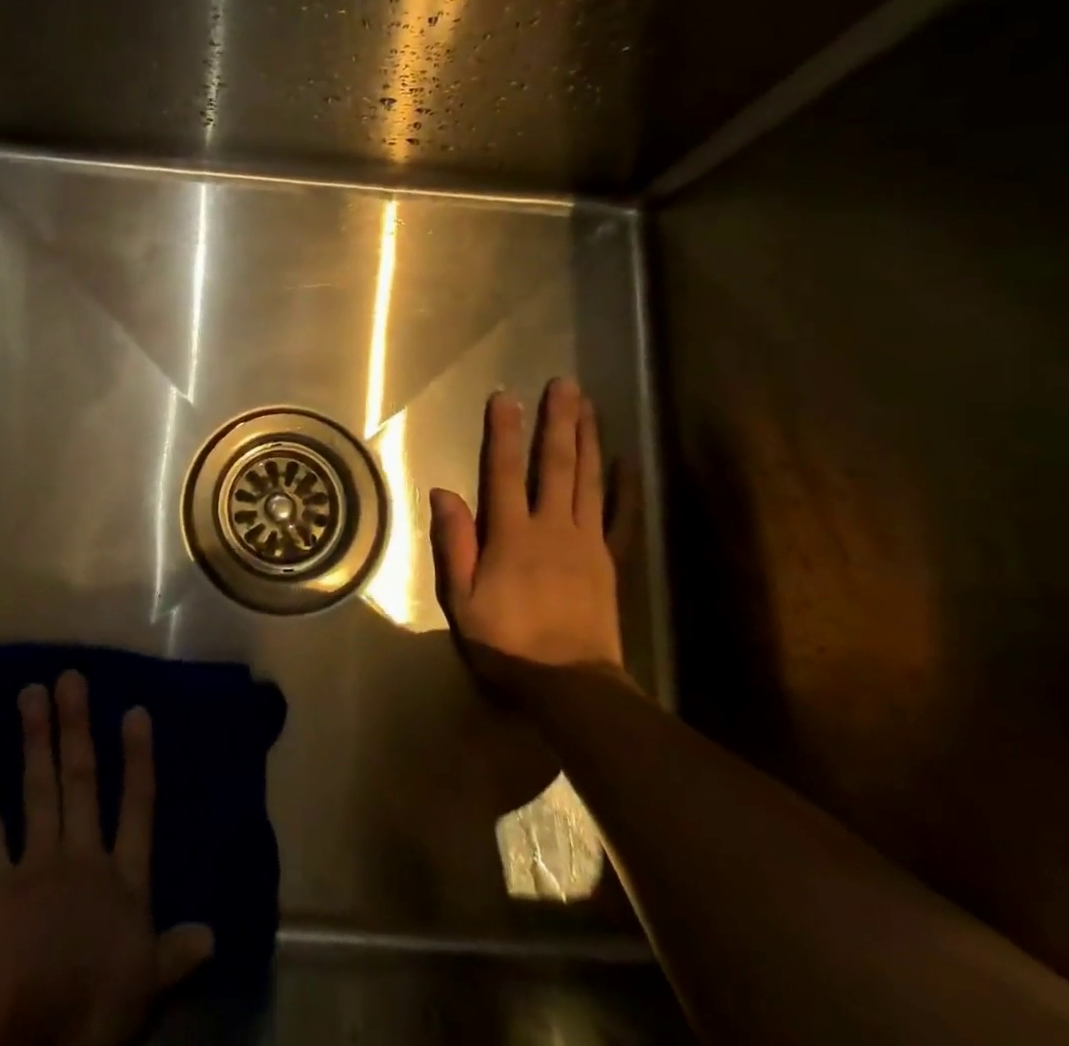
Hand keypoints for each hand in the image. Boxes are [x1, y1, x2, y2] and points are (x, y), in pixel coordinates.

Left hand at [0, 672, 212, 1045]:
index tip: (134, 711)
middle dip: (76, 730)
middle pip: (79, 784)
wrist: (19, 1009)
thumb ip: (174, 957)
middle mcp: (79, 860)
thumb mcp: (144, 987)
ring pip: (37, 793)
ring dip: (34, 742)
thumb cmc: (89, 997)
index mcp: (120, 882)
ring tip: (29, 692)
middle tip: (69, 677)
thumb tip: (212, 936)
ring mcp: (33, 866)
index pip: (137, 810)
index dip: (138, 762)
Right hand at [429, 379, 625, 693]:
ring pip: (588, 479)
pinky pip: (620, 517)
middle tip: (564, 384)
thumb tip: (443, 492)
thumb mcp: (462, 599)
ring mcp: (587, 542)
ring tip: (589, 405)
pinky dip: (624, 487)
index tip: (505, 397)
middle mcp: (552, 527)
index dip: (504, 433)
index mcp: (512, 535)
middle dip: (558, 421)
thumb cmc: (506, 643)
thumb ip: (454, 543)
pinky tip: (625, 461)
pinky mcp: (609, 560)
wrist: (570, 685)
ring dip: (587, 439)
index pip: (505, 472)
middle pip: (556, 465)